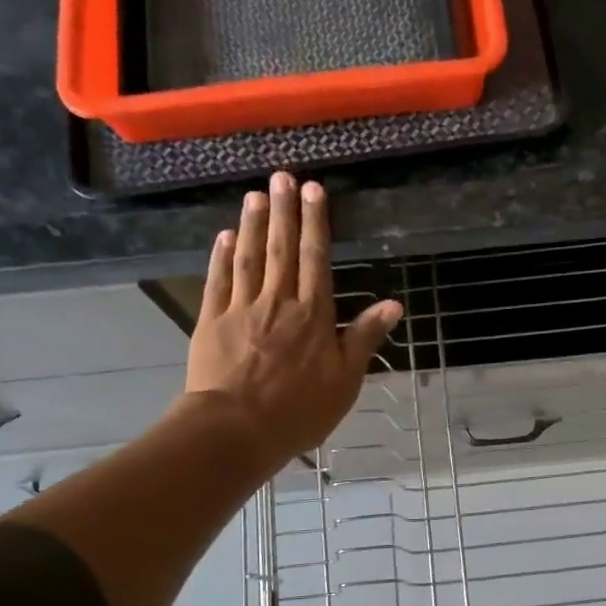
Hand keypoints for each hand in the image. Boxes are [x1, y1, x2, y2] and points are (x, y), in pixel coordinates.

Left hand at [187, 172, 402, 472]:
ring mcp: (241, 308)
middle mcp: (278, 302)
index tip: (313, 190)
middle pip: (282, 249)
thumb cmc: (299, 410)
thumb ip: (365, 337)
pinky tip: (224, 236)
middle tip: (282, 176)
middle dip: (284, 211)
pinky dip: (221, 256)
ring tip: (255, 195)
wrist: (237, 429)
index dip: (316, 223)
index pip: (317, 259)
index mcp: (313, 315)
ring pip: (249, 257)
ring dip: (252, 224)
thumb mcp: (345, 380)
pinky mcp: (212, 321)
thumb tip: (393, 303)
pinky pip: (218, 280)